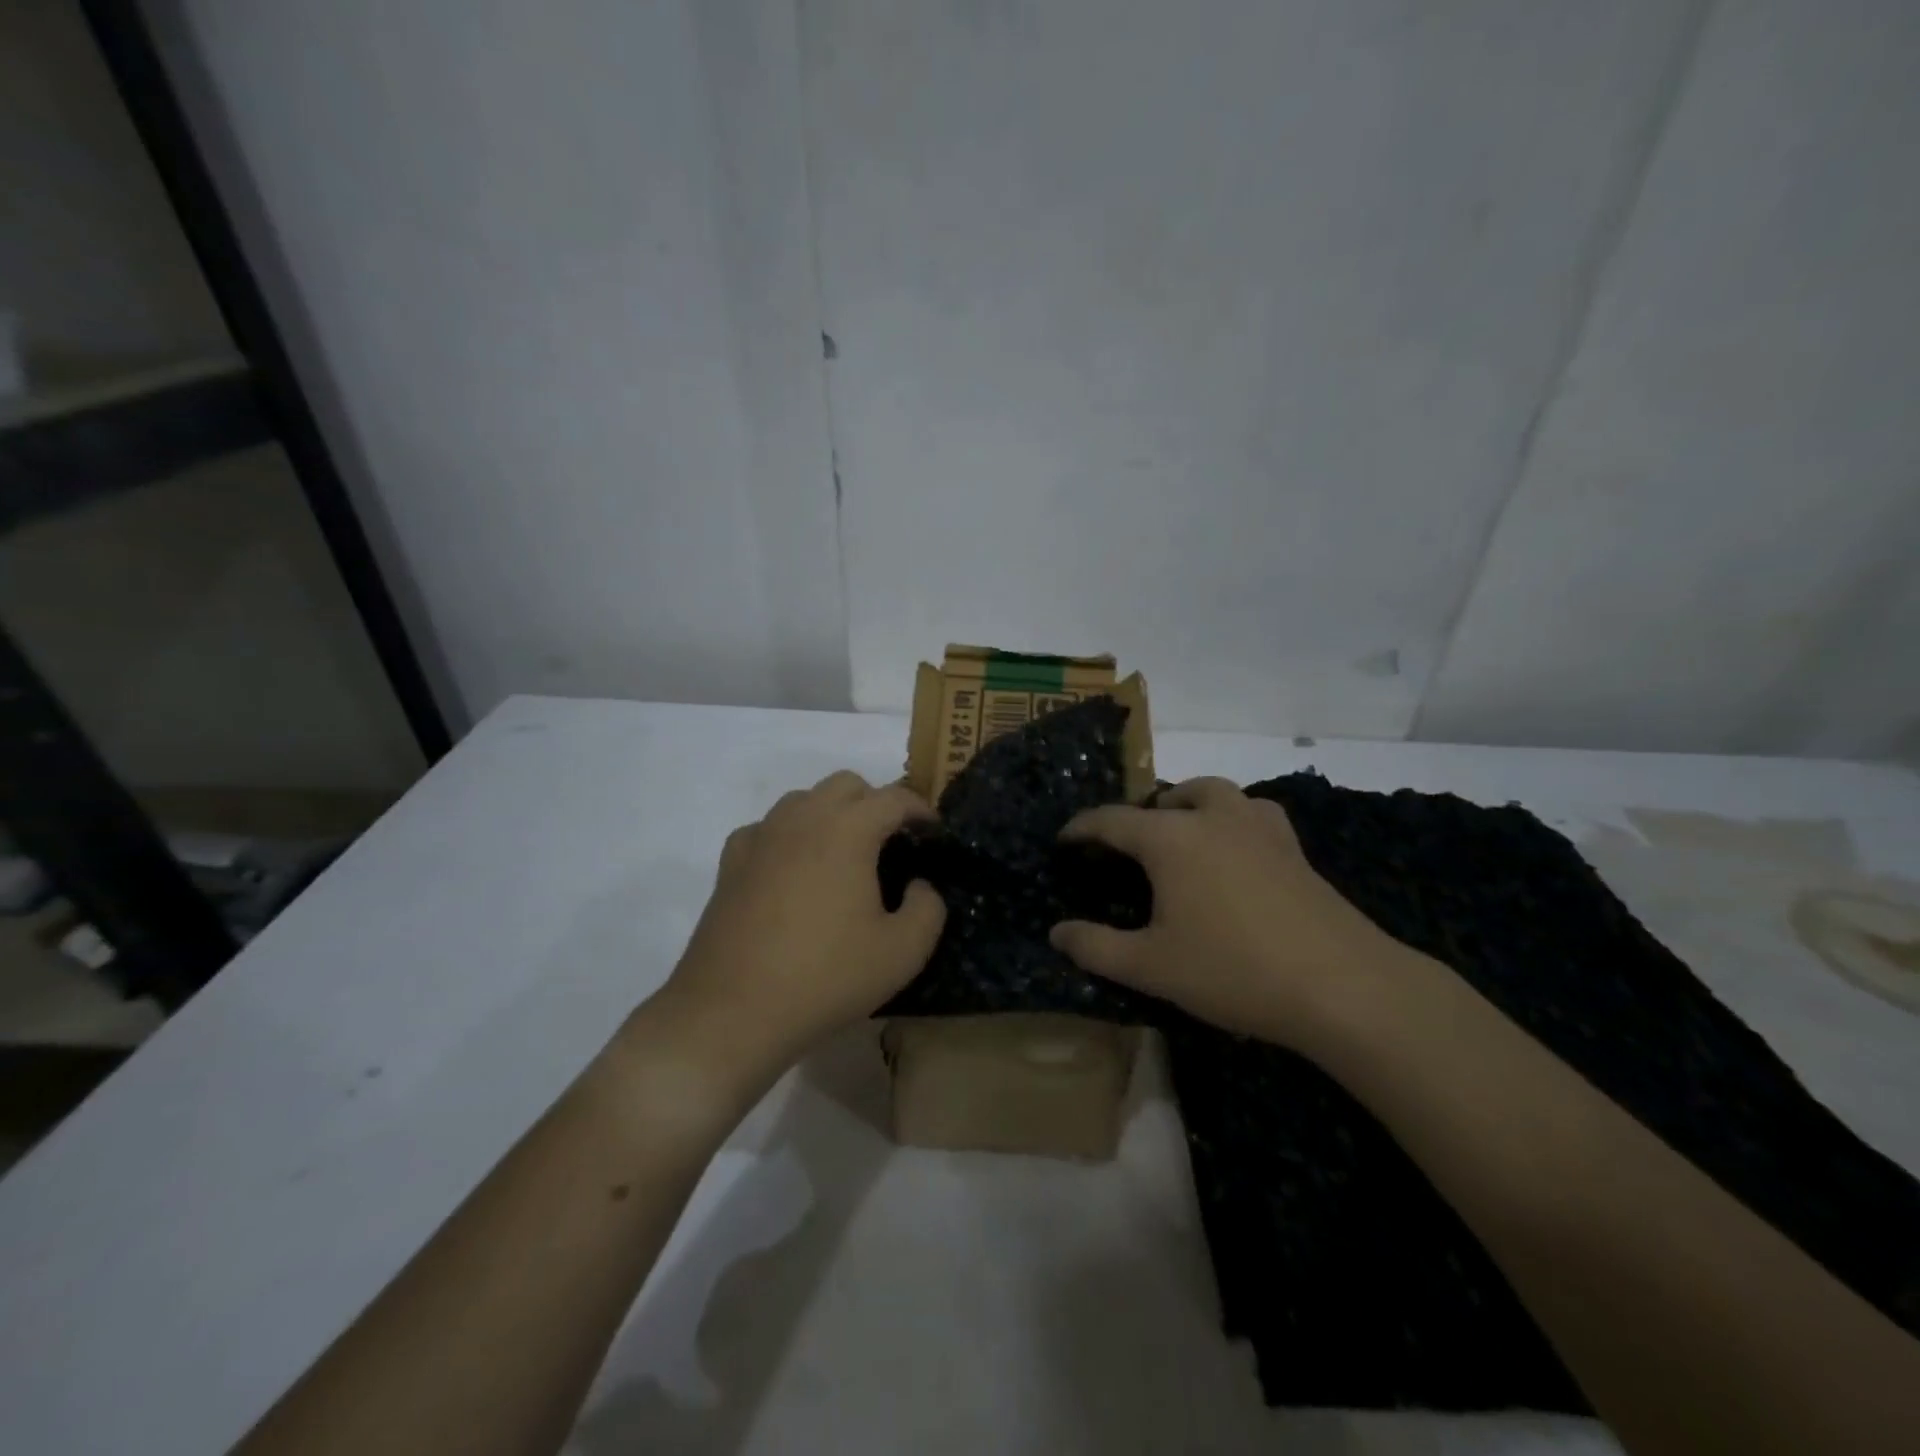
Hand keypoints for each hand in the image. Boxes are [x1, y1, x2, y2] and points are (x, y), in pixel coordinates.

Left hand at [662, 772, 945, 1070]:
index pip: (894, 798)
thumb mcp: (902, 952)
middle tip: (892, 842)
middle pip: (846, 785)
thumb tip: (919, 885)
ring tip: (845, 854)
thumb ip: (928, 908)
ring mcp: (761, 837)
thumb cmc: (826, 977)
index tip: (934, 831)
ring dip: (832, 813)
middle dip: (876, 802)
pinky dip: (790, 835)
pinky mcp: (731, 863)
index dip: (921, 809)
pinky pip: (768, 828)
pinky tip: (794, 870)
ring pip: (804, 799)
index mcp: (848, 830)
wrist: (732, 1011)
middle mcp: (802, 818)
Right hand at [1049, 777, 1408, 1047]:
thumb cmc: (1233, 970)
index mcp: (1170, 839)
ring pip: (1216, 793)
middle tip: (1126, 846)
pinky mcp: (1294, 848)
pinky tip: (1236, 850)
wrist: (1342, 985)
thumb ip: (1095, 947)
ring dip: (1189, 803)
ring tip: (1180, 833)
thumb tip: (1057, 932)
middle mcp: (1213, 818)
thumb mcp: (1151, 967)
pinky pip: (1253, 814)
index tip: (1063, 839)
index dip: (1082, 827)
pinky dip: (1233, 819)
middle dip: (1139, 814)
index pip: (1112, 820)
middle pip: (1168, 796)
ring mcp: (1259, 828)